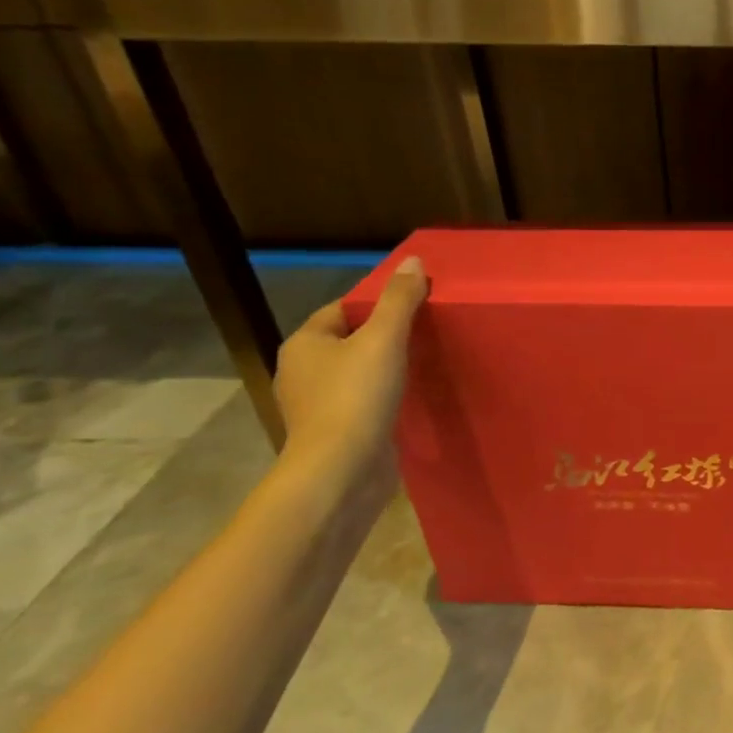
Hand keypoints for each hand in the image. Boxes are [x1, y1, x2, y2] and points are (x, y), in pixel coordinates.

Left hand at [274, 255, 428, 502]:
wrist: (340, 471)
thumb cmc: (356, 397)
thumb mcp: (384, 339)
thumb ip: (400, 300)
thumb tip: (413, 261)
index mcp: (305, 343)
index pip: (343, 308)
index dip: (379, 302)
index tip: (417, 304)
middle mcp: (303, 371)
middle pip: (351, 339)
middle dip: (386, 334)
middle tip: (429, 331)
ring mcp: (317, 404)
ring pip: (358, 372)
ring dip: (388, 367)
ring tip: (427, 361)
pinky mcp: (336, 431)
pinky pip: (364, 400)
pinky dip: (386, 395)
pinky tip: (413, 396)